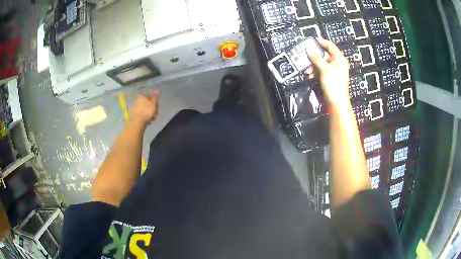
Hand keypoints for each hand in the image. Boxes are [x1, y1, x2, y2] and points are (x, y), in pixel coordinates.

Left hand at [128, 89, 159, 126]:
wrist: (137, 122)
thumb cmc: (146, 111)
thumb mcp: (153, 103)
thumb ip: (156, 96)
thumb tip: (157, 89)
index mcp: (142, 96)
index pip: (151, 97)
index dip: (155, 103)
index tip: (157, 108)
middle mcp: (137, 99)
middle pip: (147, 103)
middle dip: (152, 108)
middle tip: (155, 114)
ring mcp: (134, 107)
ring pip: (144, 109)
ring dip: (148, 113)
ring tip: (151, 119)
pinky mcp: (133, 114)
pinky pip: (140, 113)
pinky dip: (144, 116)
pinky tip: (146, 120)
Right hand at [306, 38, 349, 107]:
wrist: (336, 103)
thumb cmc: (333, 84)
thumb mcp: (324, 69)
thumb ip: (316, 57)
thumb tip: (308, 48)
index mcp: (339, 59)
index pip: (330, 45)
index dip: (321, 41)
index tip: (311, 40)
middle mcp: (336, 63)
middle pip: (323, 54)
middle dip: (313, 57)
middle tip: (304, 57)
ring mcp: (333, 70)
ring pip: (320, 63)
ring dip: (312, 65)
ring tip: (307, 70)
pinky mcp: (329, 77)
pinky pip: (320, 70)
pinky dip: (315, 72)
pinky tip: (310, 75)